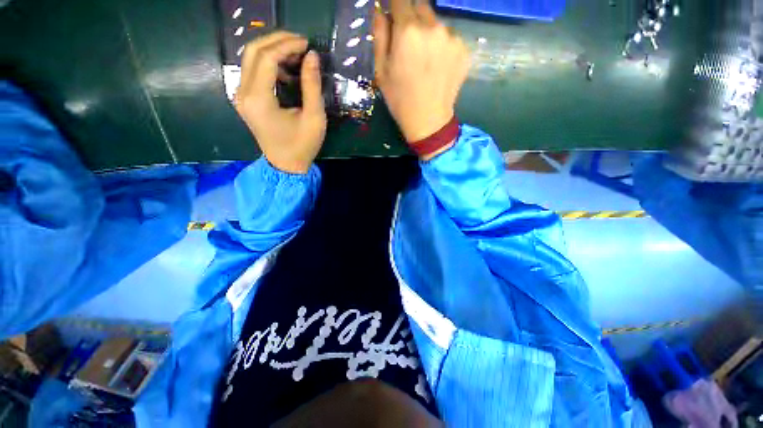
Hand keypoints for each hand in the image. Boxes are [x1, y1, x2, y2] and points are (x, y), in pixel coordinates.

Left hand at [235, 32, 325, 173]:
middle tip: (300, 42)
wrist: (286, 165)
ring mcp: (241, 95)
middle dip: (277, 41)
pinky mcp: (245, 99)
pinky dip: (269, 64)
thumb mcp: (314, 118)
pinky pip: (252, 71)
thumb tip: (312, 56)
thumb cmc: (302, 145)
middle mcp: (243, 93)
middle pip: (253, 51)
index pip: (267, 58)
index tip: (307, 44)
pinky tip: (286, 71)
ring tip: (296, 55)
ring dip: (272, 50)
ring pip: (250, 58)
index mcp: (259, 99)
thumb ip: (312, 86)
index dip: (287, 45)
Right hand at [373, 1, 470, 148]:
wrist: (428, 121)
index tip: (394, 16)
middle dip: (412, 18)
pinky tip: (438, 66)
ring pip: (437, 23)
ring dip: (429, 33)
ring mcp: (452, 37)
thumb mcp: (381, 71)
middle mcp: (433, 27)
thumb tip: (380, 10)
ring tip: (425, 59)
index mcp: (408, 31)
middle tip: (409, 43)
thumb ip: (380, 35)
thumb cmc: (400, 99)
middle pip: (421, 6)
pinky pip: (450, 38)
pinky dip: (442, 46)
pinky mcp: (464, 49)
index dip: (396, 5)